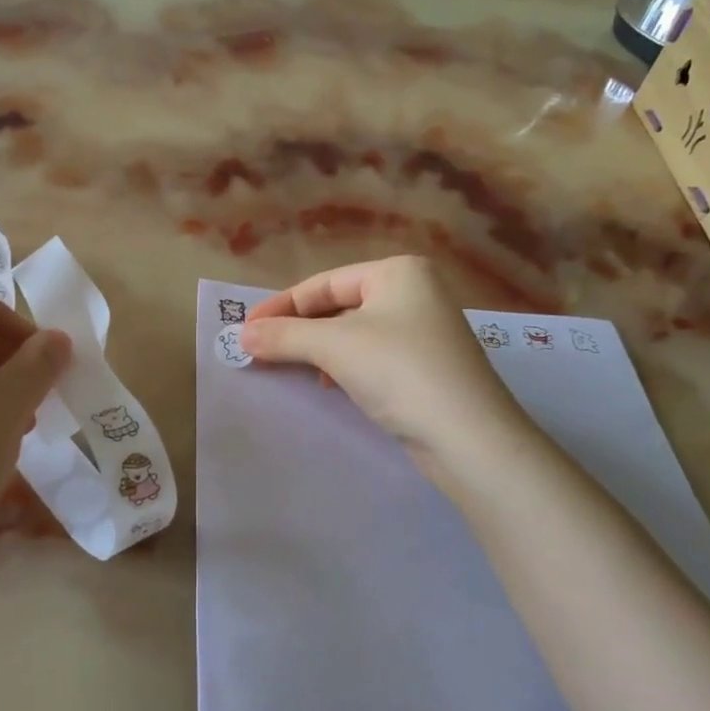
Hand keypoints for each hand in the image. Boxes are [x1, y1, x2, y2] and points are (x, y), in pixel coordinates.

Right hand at [241, 256, 521, 477]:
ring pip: (353, 333)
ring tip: (291, 368)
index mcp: (397, 272)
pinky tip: (329, 385)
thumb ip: (284, 336)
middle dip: (298, 329)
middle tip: (260, 349)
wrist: (468, 438)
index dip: (280, 306)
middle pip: (337, 305)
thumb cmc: (399, 371)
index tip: (245, 329)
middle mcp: (414, 292)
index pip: (323, 283)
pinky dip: (343, 366)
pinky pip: (371, 355)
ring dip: (317, 349)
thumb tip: (241, 336)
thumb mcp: (334, 346)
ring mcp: (423, 330)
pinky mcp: (426, 366)